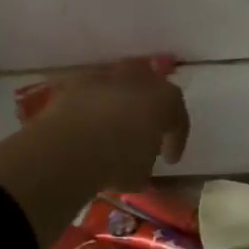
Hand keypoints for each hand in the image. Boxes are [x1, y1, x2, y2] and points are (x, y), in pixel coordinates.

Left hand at [26, 56, 188, 190]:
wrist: (70, 147)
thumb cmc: (117, 162)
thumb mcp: (142, 172)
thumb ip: (147, 159)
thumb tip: (139, 160)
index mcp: (166, 99)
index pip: (178, 119)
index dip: (175, 141)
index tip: (168, 160)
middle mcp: (140, 78)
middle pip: (151, 90)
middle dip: (148, 109)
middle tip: (143, 132)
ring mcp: (107, 75)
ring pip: (120, 86)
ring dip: (120, 103)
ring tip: (112, 126)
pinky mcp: (77, 80)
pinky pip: (92, 92)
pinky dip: (93, 105)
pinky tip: (87, 123)